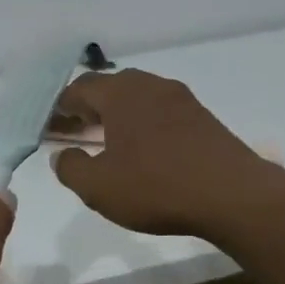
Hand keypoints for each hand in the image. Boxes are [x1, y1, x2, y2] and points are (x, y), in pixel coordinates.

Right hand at [50, 70, 284, 238]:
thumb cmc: (157, 187)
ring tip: (102, 142)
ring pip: (136, 98)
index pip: (79, 88)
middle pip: (108, 88)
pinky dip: (139, 124)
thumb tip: (61, 155)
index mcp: (120, 94)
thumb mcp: (98, 187)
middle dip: (85, 108)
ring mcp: (180, 99)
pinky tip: (139, 150)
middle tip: (71, 132)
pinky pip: (159, 111)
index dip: (59, 107)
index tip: (48, 127)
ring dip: (114, 116)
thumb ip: (71, 168)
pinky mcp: (202, 118)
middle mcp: (150, 86)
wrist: (236, 197)